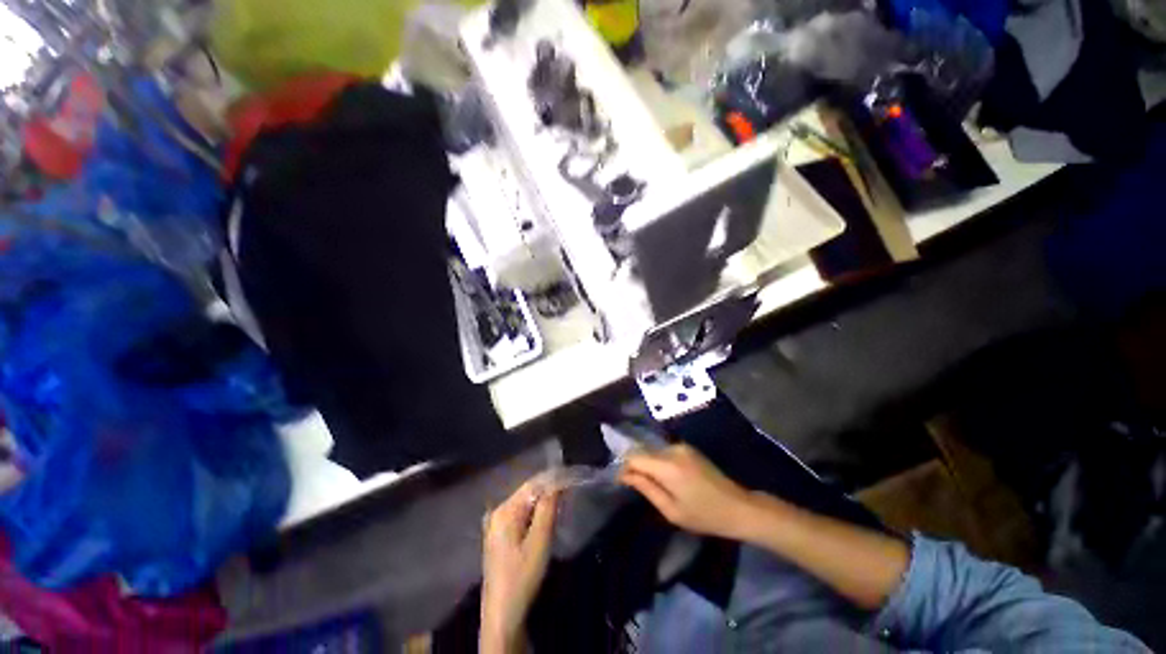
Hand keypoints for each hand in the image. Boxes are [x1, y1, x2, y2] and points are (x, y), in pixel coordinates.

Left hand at [481, 479, 557, 651]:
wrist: (503, 614)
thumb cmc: (522, 576)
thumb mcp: (539, 541)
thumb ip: (547, 508)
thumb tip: (557, 483)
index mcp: (504, 510)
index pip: (532, 485)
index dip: (552, 480)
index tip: (570, 478)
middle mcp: (497, 512)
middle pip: (527, 493)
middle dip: (548, 491)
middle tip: (567, 493)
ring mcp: (495, 524)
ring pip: (524, 504)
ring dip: (542, 503)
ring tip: (560, 504)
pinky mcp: (499, 536)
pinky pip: (520, 515)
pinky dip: (534, 514)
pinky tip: (545, 519)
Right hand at [619, 444, 756, 540]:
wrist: (738, 507)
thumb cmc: (704, 515)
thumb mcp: (671, 510)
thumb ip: (646, 488)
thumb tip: (624, 475)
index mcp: (667, 465)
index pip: (634, 456)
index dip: (624, 467)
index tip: (621, 481)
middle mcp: (672, 449)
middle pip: (643, 451)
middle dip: (635, 466)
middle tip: (634, 485)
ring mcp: (681, 446)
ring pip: (653, 451)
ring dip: (648, 464)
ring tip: (651, 483)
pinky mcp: (688, 448)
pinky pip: (664, 451)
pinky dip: (659, 461)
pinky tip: (665, 477)